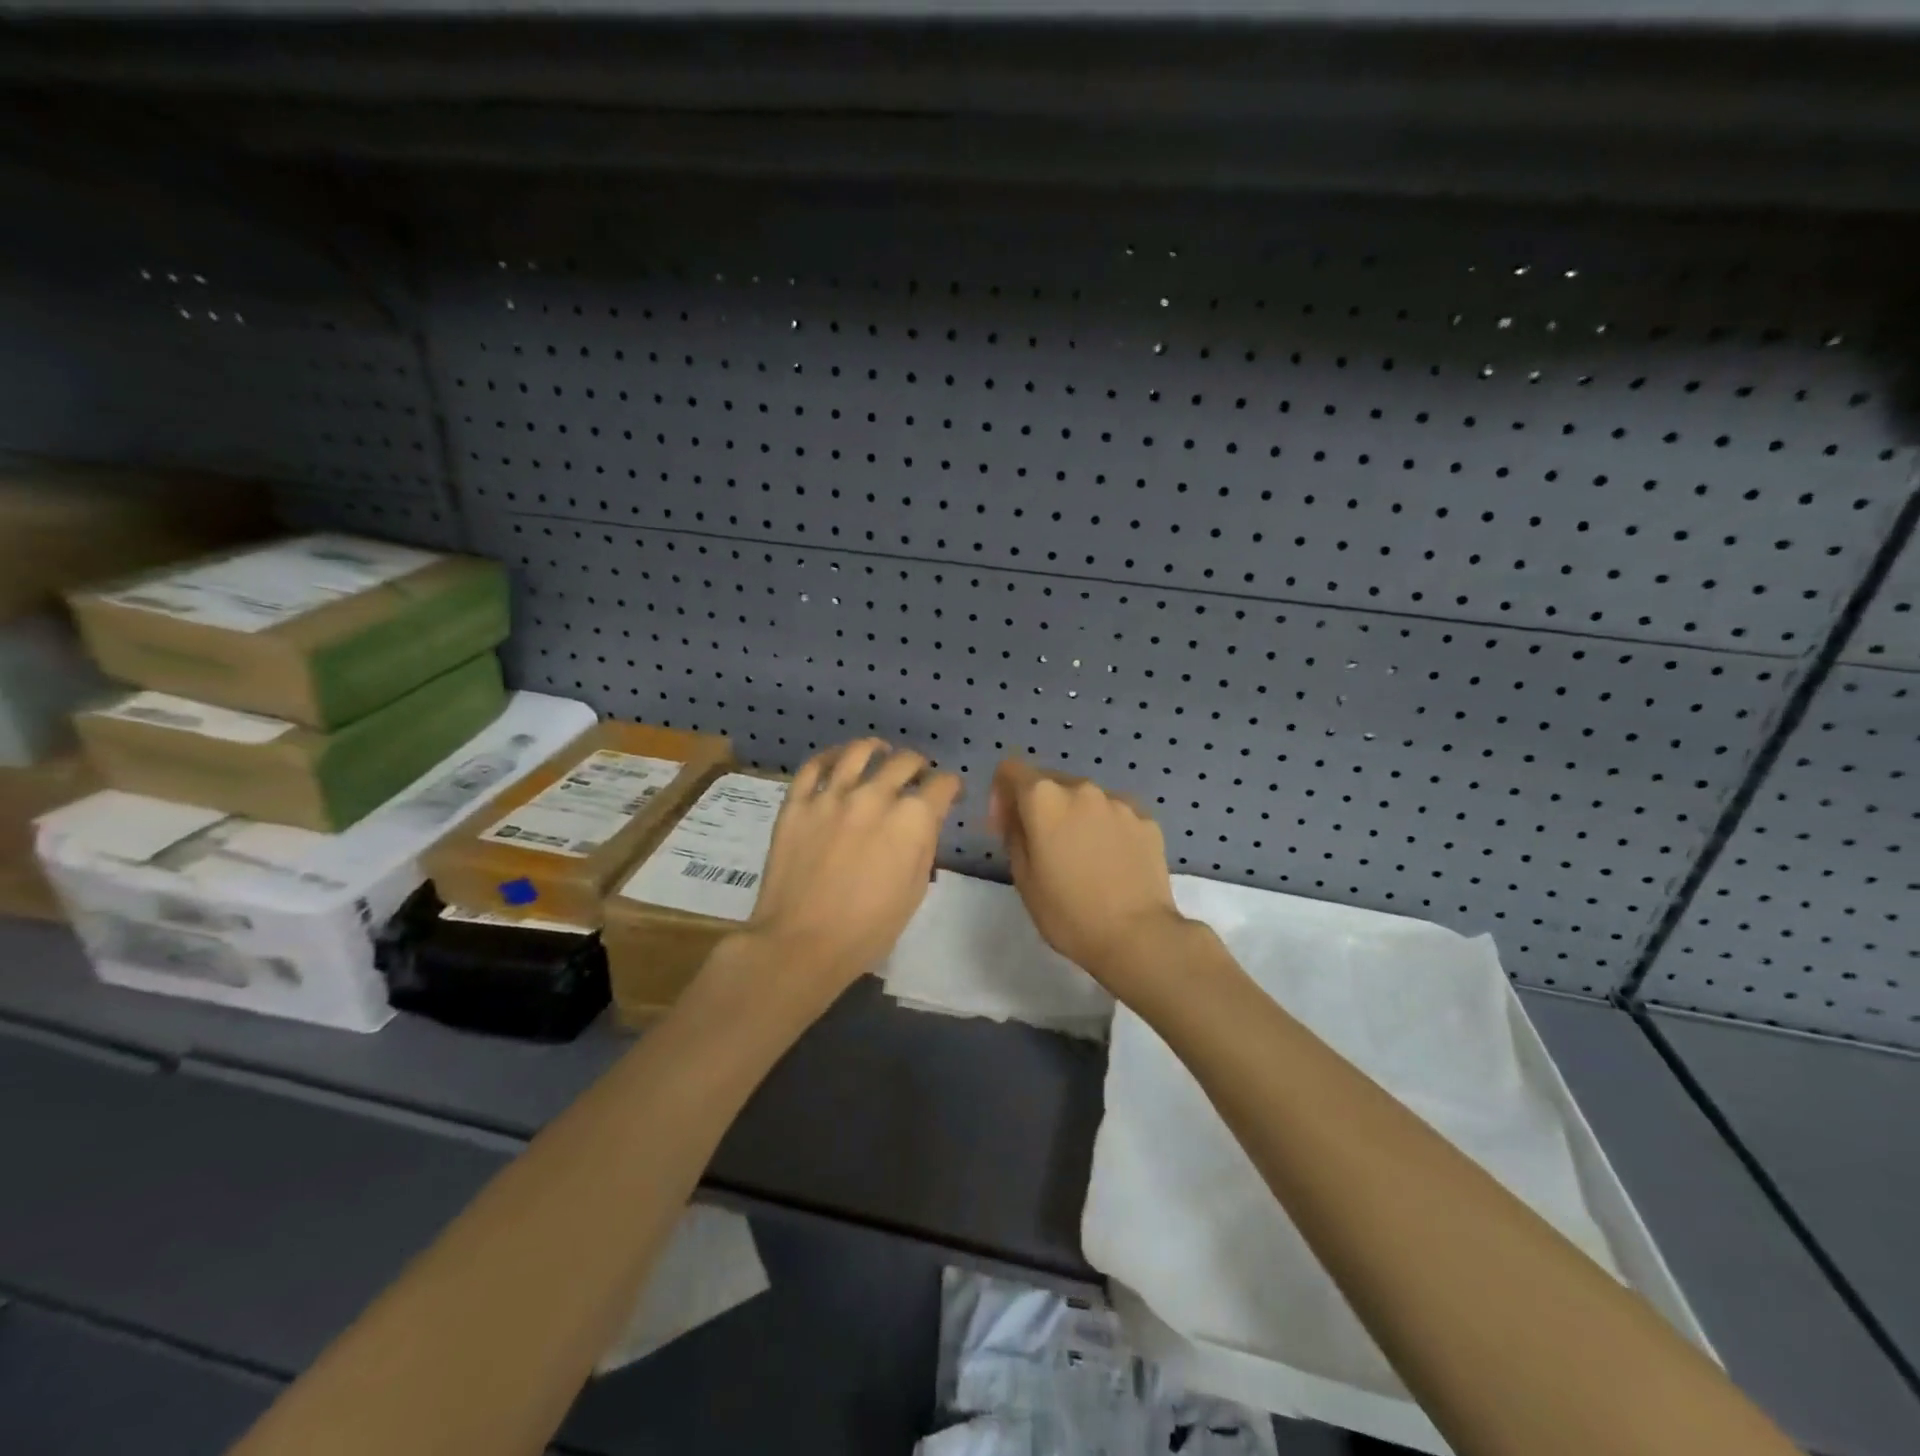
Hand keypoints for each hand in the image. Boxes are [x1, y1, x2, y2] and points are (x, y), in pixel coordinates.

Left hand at [746, 739, 961, 998]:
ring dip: (876, 748)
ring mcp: (832, 795)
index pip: (942, 784)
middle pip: (905, 761)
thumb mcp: (915, 891)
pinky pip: (814, 766)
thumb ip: (923, 846)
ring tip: (879, 750)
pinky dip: (829, 757)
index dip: (951, 787)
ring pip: (859, 752)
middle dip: (919, 766)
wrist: (802, 943)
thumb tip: (923, 823)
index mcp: (912, 819)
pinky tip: (838, 759)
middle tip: (917, 777)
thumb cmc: (868, 929)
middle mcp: (875, 795)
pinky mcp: (797, 803)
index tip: (949, 795)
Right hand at [988, 759, 1189, 985]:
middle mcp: (1082, 788)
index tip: (1006, 827)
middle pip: (1050, 782)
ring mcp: (1118, 802)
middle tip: (1043, 846)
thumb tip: (1016, 816)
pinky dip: (1106, 828)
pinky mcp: (1146, 819)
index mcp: (1044, 798)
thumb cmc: (1069, 912)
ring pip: (1085, 798)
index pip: (1011, 770)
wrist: (1138, 936)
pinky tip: (1111, 862)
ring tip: (1082, 857)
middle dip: (1039, 806)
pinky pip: (1115, 814)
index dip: (1001, 794)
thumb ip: (1014, 834)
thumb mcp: (1023, 878)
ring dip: (1075, 816)